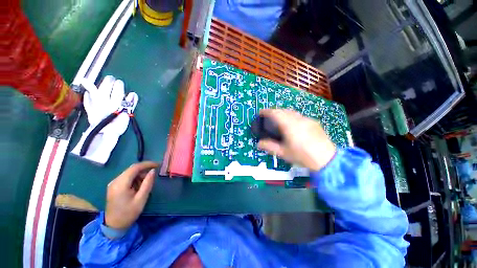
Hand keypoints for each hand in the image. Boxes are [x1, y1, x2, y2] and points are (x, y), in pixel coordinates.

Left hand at [105, 161, 158, 229]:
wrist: (114, 226)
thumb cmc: (128, 213)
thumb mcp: (141, 199)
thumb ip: (147, 183)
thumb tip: (153, 171)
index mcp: (121, 184)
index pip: (135, 168)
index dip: (147, 164)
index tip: (157, 165)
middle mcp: (115, 181)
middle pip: (132, 169)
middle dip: (144, 170)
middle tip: (153, 176)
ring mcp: (113, 183)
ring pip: (129, 173)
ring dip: (139, 176)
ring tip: (145, 185)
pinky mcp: (114, 186)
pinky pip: (126, 178)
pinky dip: (134, 179)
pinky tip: (138, 187)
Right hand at [257, 109, 335, 170]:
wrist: (327, 159)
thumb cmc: (302, 156)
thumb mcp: (283, 153)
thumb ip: (269, 146)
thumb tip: (258, 144)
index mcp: (289, 125)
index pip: (275, 113)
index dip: (266, 111)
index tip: (260, 112)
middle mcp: (298, 119)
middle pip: (284, 110)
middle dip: (274, 111)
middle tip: (268, 117)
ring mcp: (307, 119)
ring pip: (292, 112)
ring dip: (283, 113)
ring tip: (279, 120)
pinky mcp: (314, 122)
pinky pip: (299, 116)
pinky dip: (292, 117)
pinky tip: (293, 125)